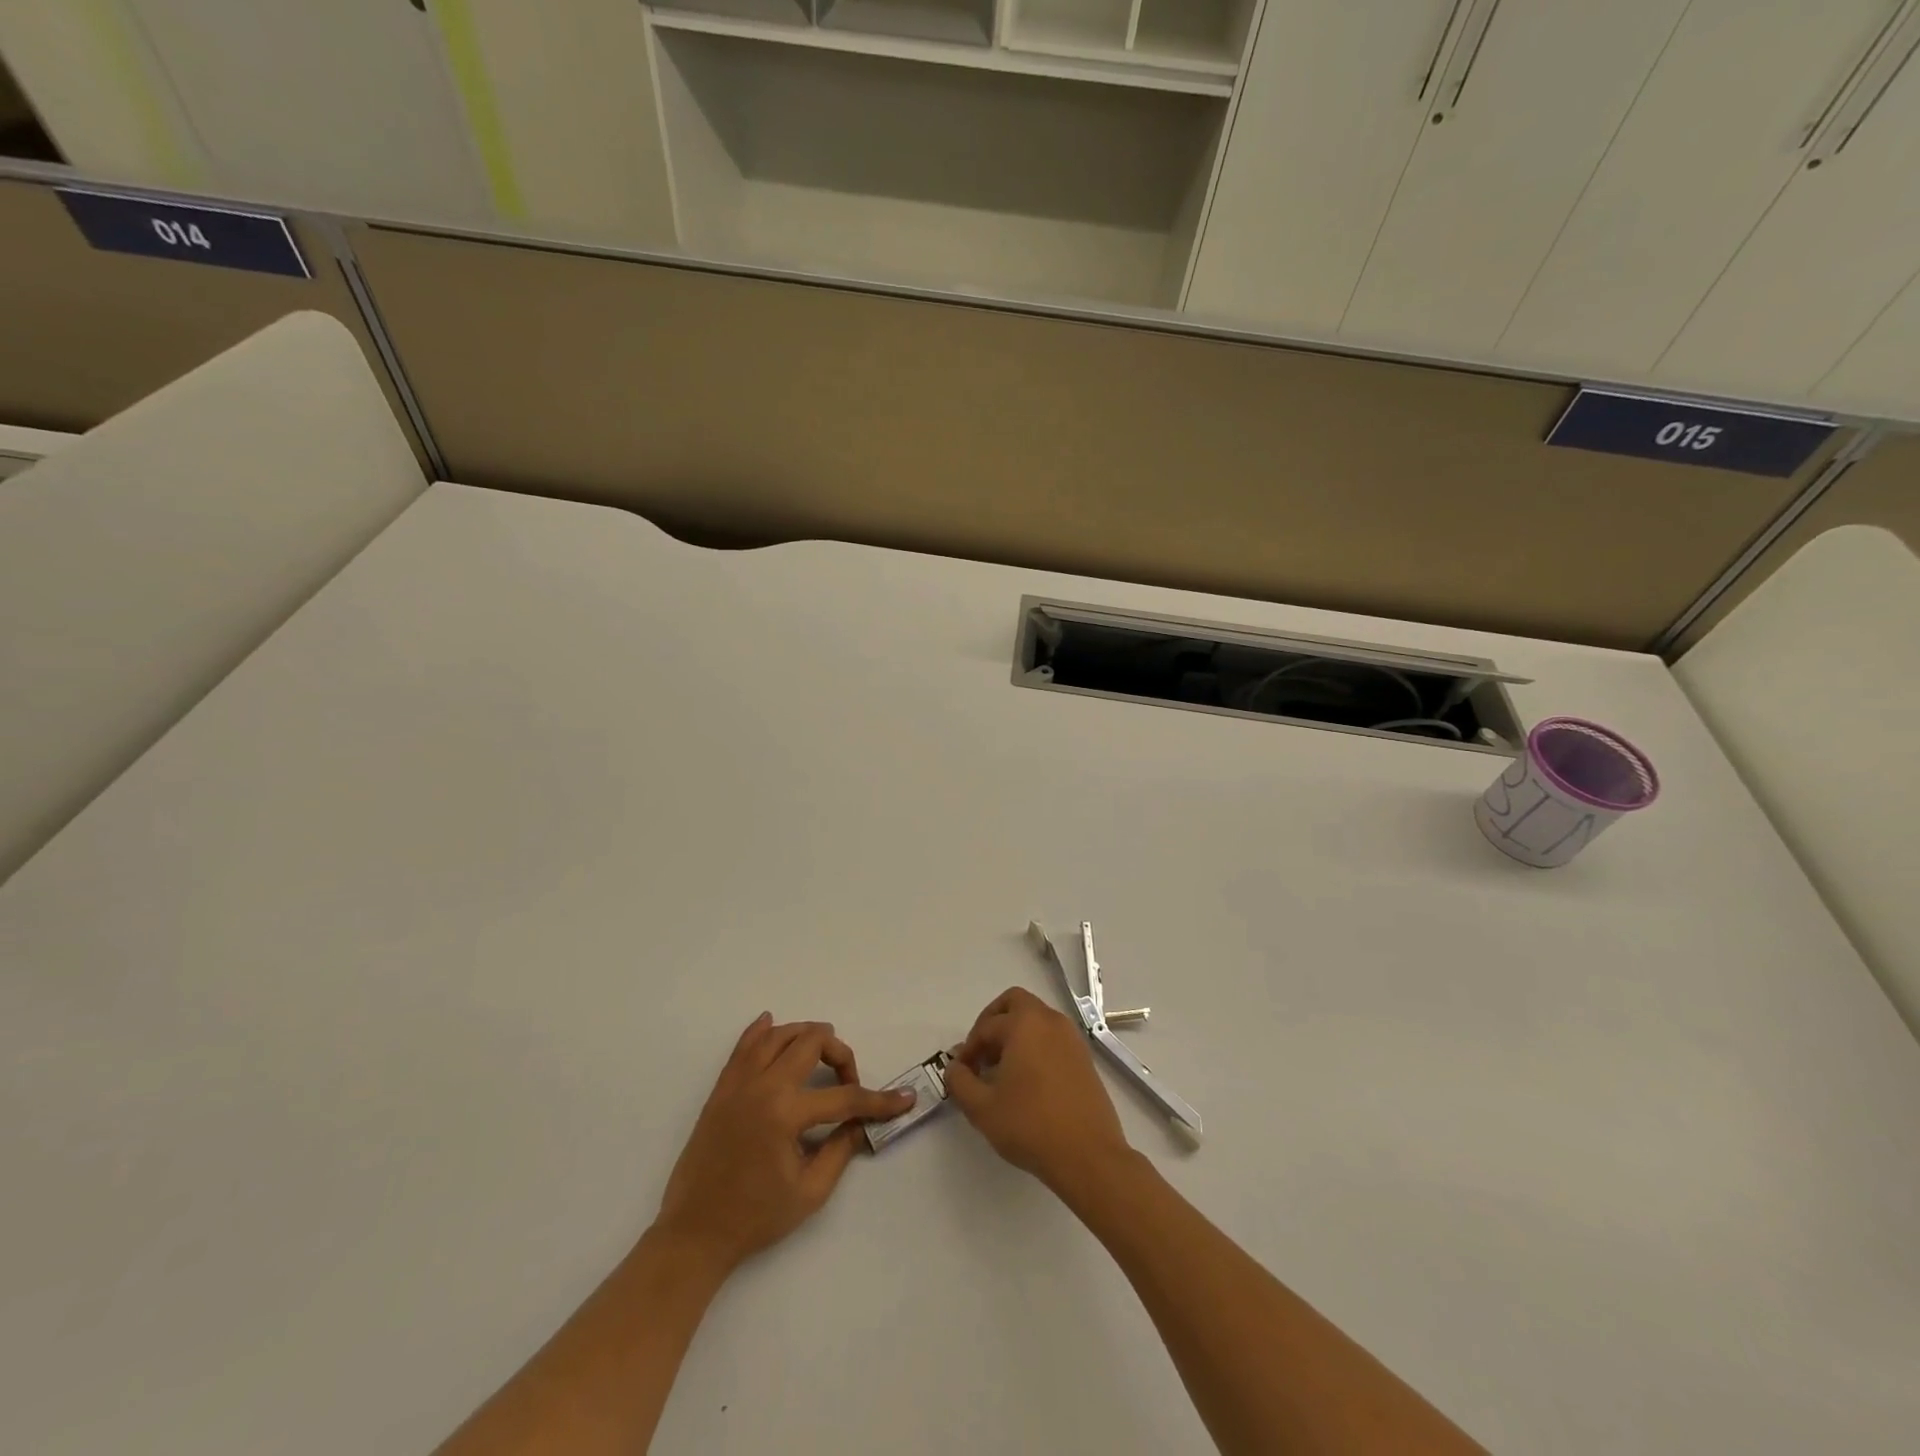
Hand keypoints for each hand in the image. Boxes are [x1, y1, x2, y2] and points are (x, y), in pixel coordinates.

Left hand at [653, 1014, 912, 1276]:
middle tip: (850, 1080)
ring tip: (823, 1051)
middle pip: (811, 1043)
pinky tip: (772, 1023)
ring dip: (806, 1035)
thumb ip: (840, 1150)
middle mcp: (763, 1086)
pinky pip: (743, 1045)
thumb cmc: (755, 1218)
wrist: (693, 1234)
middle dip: (840, 1054)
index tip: (904, 1099)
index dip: (878, 1100)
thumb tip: (859, 1122)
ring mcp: (738, 1083)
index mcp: (786, 1114)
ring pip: (779, 1034)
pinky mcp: (721, 1088)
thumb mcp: (809, 1193)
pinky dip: (761, 1030)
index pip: (844, 1097)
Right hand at [944, 986, 1131, 1193]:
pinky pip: (1052, 1037)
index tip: (961, 1073)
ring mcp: (1071, 1038)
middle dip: (993, 1022)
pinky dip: (1035, 1046)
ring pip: (1036, 1019)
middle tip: (982, 1054)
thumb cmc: (1030, 1125)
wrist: (1088, 1155)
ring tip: (1002, 1071)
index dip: (968, 1049)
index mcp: (1024, 1023)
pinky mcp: (1084, 1058)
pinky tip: (1027, 1081)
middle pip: (1015, 1003)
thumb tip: (954, 1067)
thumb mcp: (982, 1108)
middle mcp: (1049, 1021)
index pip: (986, 1026)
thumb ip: (960, 1082)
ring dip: (1015, 1034)